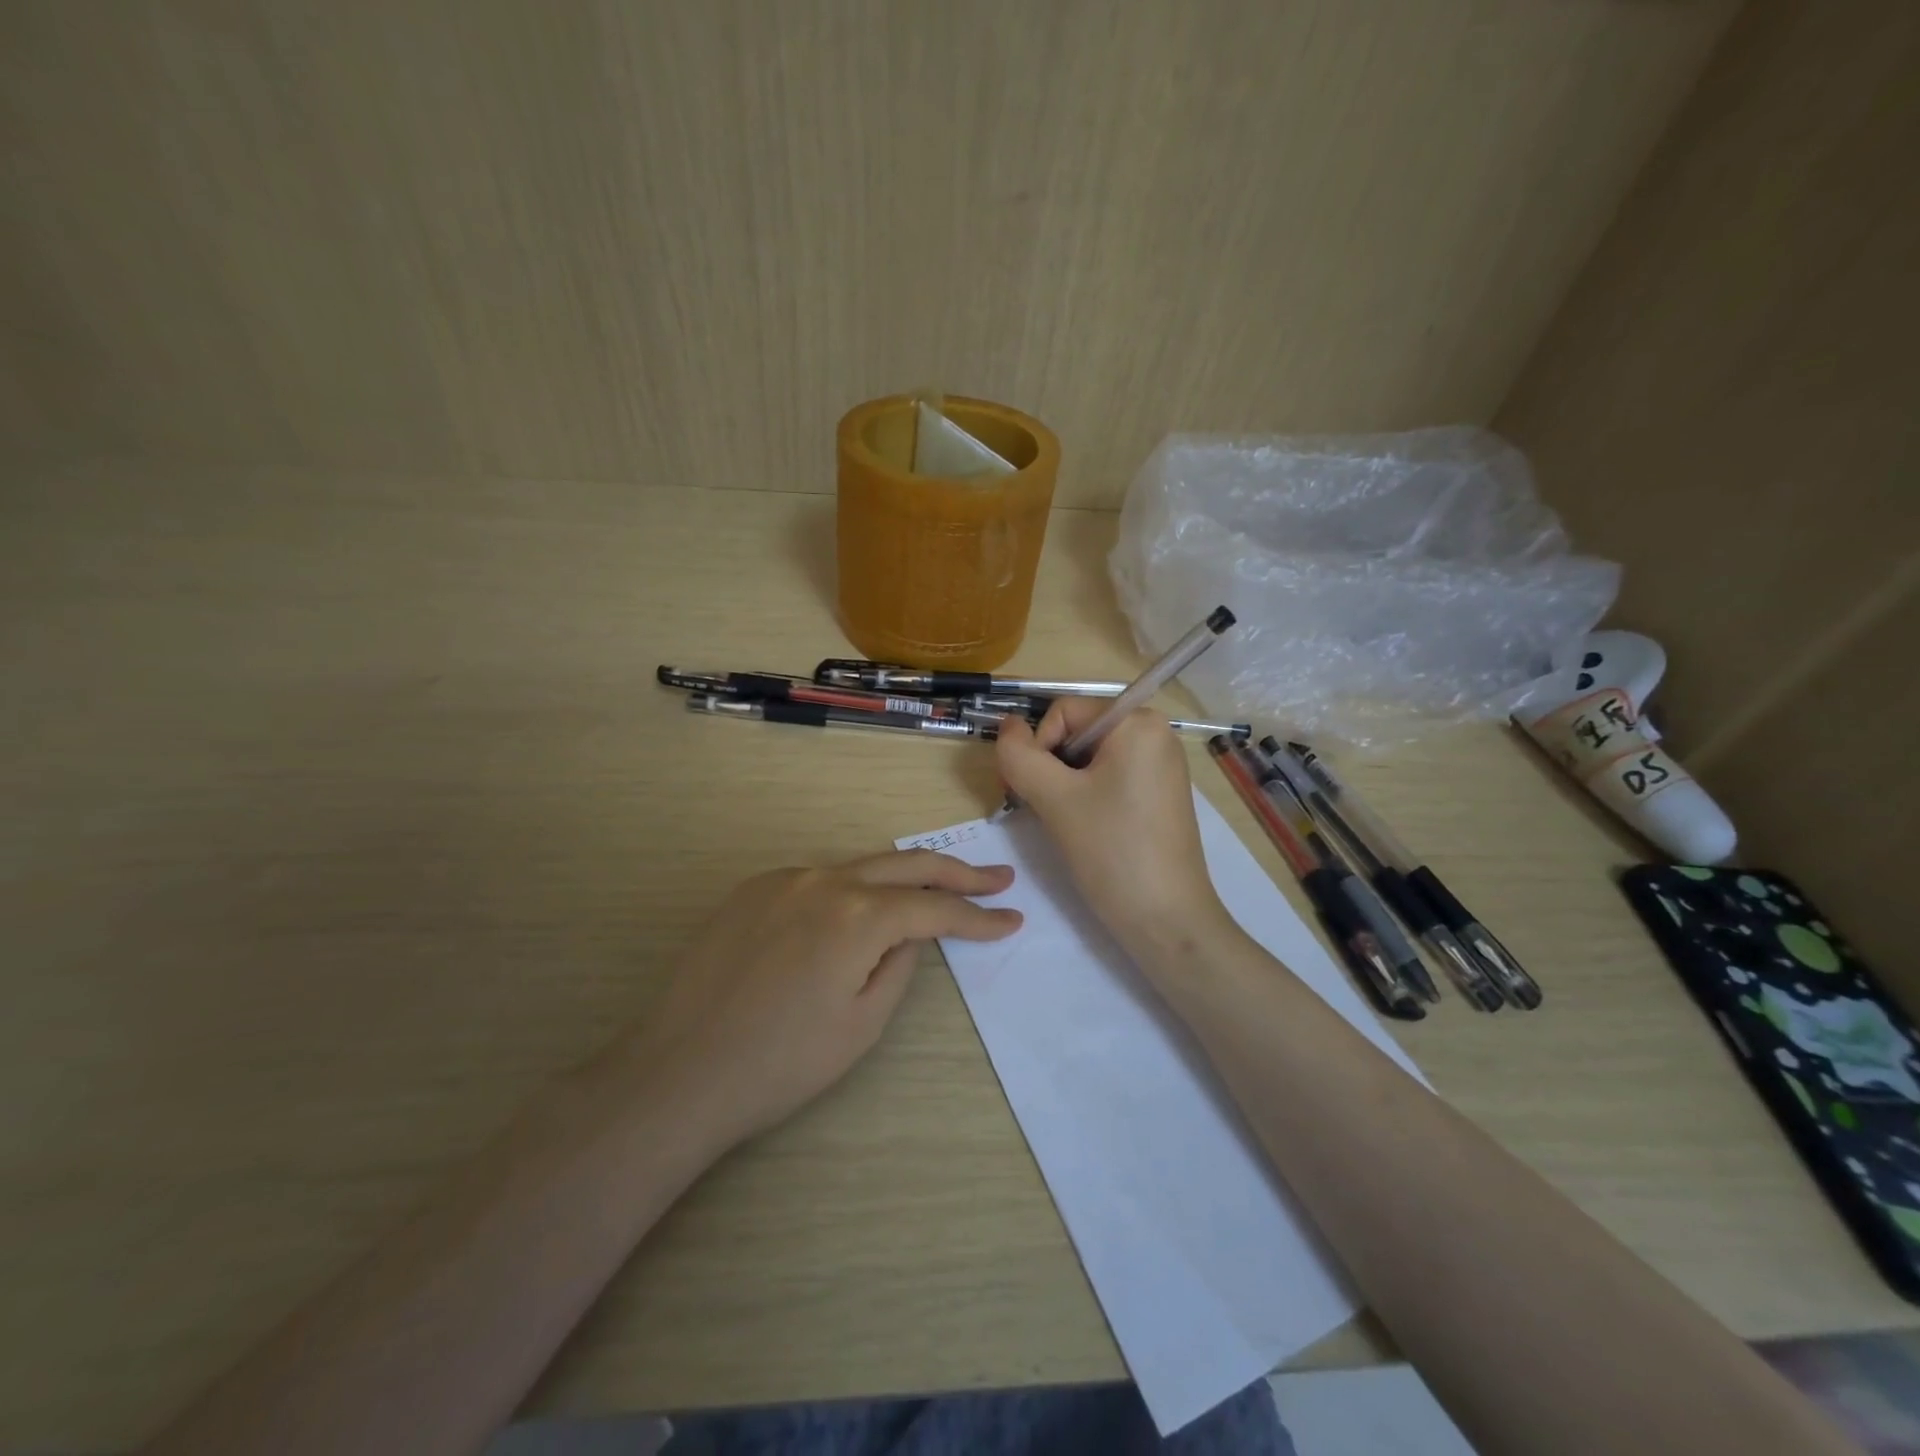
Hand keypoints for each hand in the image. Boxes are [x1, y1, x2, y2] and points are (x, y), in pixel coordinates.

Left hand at [638, 851, 1020, 1148]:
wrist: (679, 1071)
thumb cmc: (781, 1062)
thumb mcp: (861, 1024)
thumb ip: (899, 965)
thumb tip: (907, 935)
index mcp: (858, 915)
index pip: (935, 907)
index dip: (978, 916)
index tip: (1012, 918)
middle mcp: (824, 880)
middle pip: (906, 864)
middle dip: (957, 872)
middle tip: (996, 878)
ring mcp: (783, 879)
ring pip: (859, 868)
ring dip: (901, 878)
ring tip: (936, 889)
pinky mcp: (752, 890)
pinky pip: (816, 882)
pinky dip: (848, 893)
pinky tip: (854, 917)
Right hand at [995, 699, 1230, 956]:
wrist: (1166, 919)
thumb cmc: (1111, 851)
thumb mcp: (1054, 799)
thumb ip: (1020, 755)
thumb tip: (1007, 727)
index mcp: (1137, 722)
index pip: (1064, 712)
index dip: (1038, 747)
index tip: (1032, 791)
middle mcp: (1156, 733)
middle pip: (1077, 733)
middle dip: (1050, 767)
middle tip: (1041, 809)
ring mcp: (1160, 765)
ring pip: (1089, 759)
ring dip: (1063, 785)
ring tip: (1064, 823)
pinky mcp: (1159, 794)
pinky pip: (1109, 778)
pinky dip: (1086, 796)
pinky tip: (1085, 828)